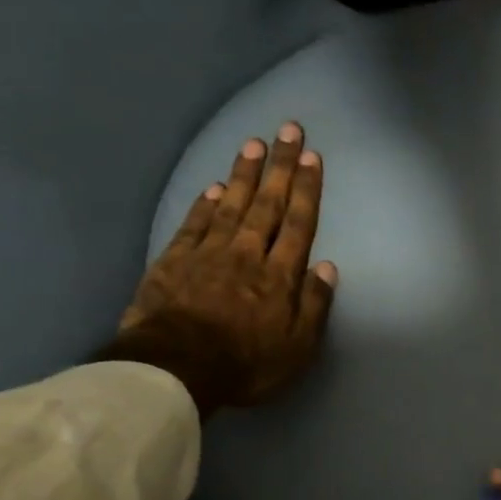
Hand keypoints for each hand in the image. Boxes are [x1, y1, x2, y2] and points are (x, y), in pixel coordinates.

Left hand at [107, 122, 336, 416]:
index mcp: (279, 276)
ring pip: (231, 204)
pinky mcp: (174, 260)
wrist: (175, 369)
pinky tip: (214, 186)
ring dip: (244, 173)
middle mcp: (247, 254)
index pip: (298, 224)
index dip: (306, 190)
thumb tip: (327, 267)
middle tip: (288, 130)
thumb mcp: (297, 347)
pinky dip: (205, 202)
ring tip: (254, 143)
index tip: (311, 158)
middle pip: (267, 204)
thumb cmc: (246, 363)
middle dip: (280, 167)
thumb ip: (314, 305)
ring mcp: (208, 254)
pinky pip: (194, 223)